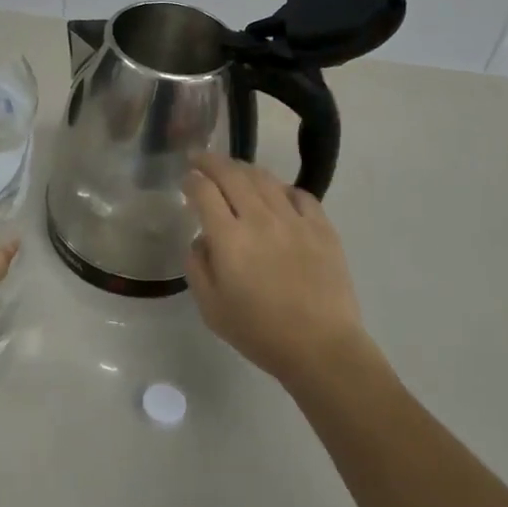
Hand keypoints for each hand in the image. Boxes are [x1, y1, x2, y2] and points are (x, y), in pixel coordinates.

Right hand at [183, 155, 368, 387]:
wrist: (321, 348)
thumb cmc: (260, 333)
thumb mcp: (211, 309)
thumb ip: (198, 267)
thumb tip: (201, 240)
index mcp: (229, 239)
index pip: (204, 191)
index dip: (191, 180)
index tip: (186, 180)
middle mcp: (259, 219)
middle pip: (231, 175)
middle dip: (210, 161)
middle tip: (199, 158)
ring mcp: (294, 220)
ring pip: (264, 179)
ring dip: (243, 169)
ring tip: (234, 170)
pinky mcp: (321, 227)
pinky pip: (299, 194)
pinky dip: (282, 188)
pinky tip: (277, 195)